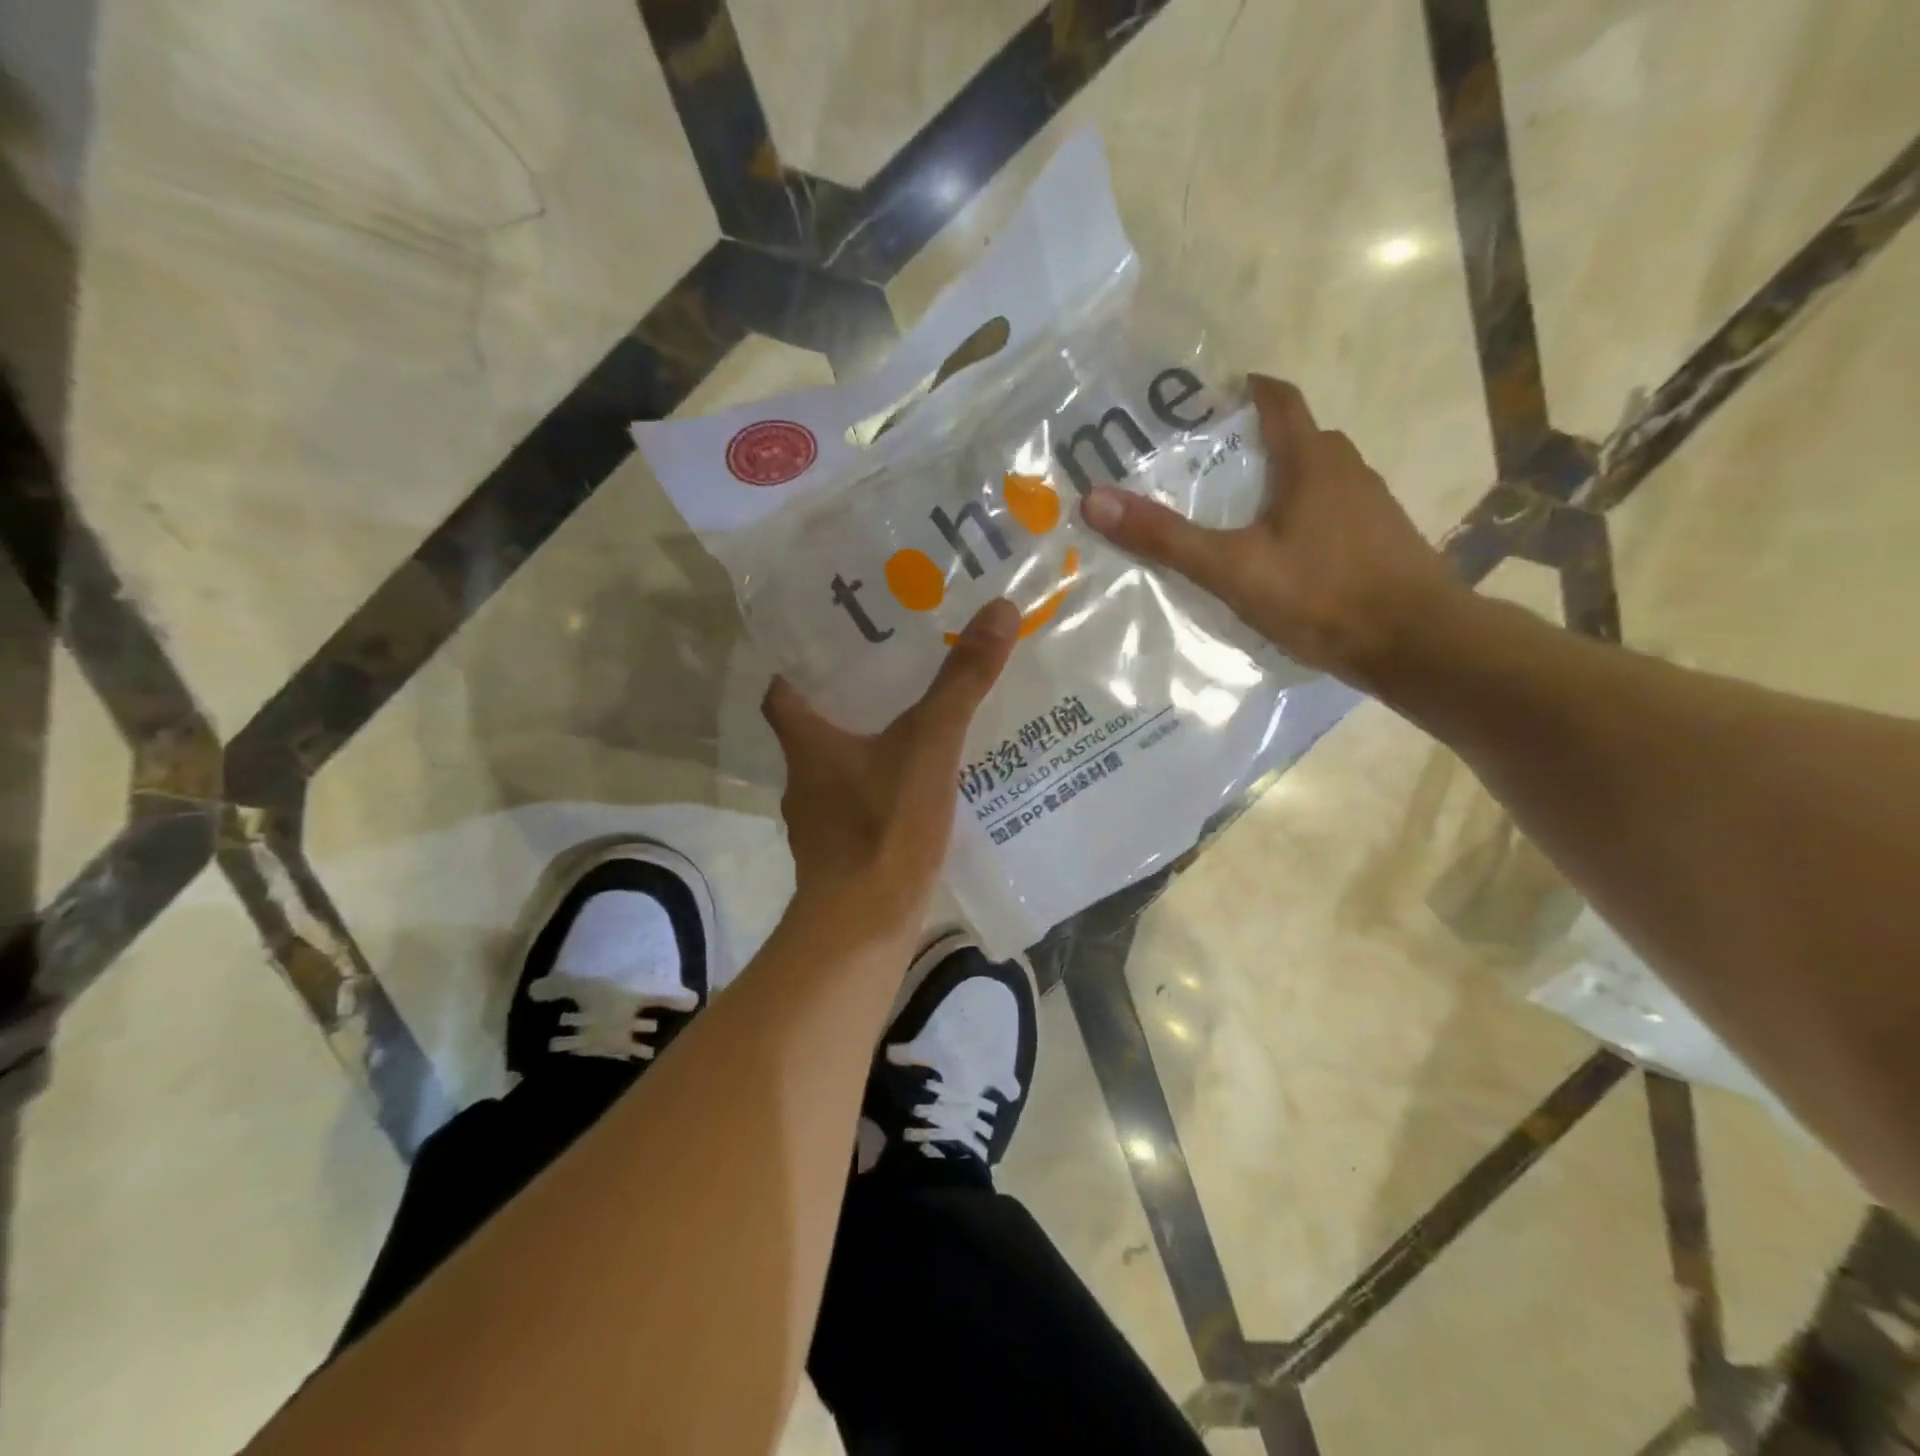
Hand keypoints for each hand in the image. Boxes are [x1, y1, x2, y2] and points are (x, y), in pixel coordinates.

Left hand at [762, 598, 1019, 931]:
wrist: (865, 927)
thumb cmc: (883, 827)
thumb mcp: (929, 745)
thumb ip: (961, 683)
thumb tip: (997, 610)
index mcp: (806, 744)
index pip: (781, 692)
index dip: (798, 668)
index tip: (832, 648)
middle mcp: (803, 780)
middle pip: (814, 729)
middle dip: (847, 703)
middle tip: (894, 676)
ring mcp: (819, 823)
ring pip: (839, 770)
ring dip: (869, 749)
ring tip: (916, 728)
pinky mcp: (841, 855)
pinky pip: (861, 807)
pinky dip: (883, 792)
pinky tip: (922, 790)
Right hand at [1079, 373, 1458, 688]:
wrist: (1415, 644)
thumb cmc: (1321, 595)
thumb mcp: (1231, 568)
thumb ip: (1166, 538)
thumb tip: (1094, 500)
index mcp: (1312, 459)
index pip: (1278, 400)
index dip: (1243, 392)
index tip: (1205, 402)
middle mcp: (1347, 469)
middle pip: (1293, 439)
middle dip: (1249, 446)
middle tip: (1200, 470)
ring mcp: (1369, 506)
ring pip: (1314, 479)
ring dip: (1275, 485)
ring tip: (1231, 515)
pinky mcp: (1381, 541)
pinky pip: (1330, 513)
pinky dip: (1299, 519)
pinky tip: (1278, 556)